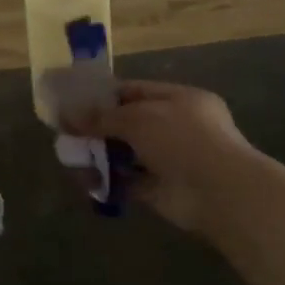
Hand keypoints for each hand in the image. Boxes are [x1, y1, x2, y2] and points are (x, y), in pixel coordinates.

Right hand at [64, 80, 263, 234]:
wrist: (219, 192)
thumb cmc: (183, 140)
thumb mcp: (139, 118)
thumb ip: (103, 117)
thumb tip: (69, 115)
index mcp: (179, 99)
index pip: (136, 91)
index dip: (105, 96)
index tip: (74, 103)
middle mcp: (176, 127)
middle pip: (129, 124)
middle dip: (99, 128)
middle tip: (66, 132)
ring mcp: (170, 160)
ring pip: (127, 154)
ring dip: (100, 155)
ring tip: (70, 157)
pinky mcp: (161, 191)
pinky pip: (128, 182)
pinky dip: (109, 182)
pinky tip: (85, 181)